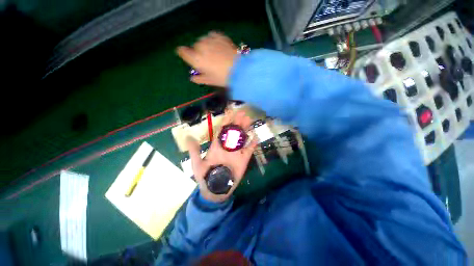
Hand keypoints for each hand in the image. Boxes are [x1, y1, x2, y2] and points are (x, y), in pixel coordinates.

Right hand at [177, 31, 238, 86]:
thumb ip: (199, 79)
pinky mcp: (219, 36)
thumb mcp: (210, 81)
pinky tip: (217, 45)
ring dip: (206, 45)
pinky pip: (211, 35)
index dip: (183, 52)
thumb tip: (192, 78)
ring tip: (214, 53)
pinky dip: (212, 40)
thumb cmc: (223, 78)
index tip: (184, 53)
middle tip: (207, 60)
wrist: (239, 70)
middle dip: (199, 52)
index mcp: (196, 59)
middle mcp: (200, 47)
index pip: (183, 52)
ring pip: (203, 40)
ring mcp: (210, 40)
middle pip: (195, 47)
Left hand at [187, 110, 257, 202]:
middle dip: (237, 122)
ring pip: (242, 138)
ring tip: (249, 120)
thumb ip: (194, 151)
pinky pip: (249, 150)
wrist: (215, 190)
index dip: (226, 121)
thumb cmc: (205, 177)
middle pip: (233, 132)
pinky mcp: (243, 160)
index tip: (230, 112)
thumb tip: (189, 137)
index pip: (222, 131)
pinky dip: (253, 144)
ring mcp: (236, 153)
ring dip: (245, 129)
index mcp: (217, 146)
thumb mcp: (197, 163)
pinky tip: (256, 136)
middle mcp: (227, 147)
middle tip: (242, 113)